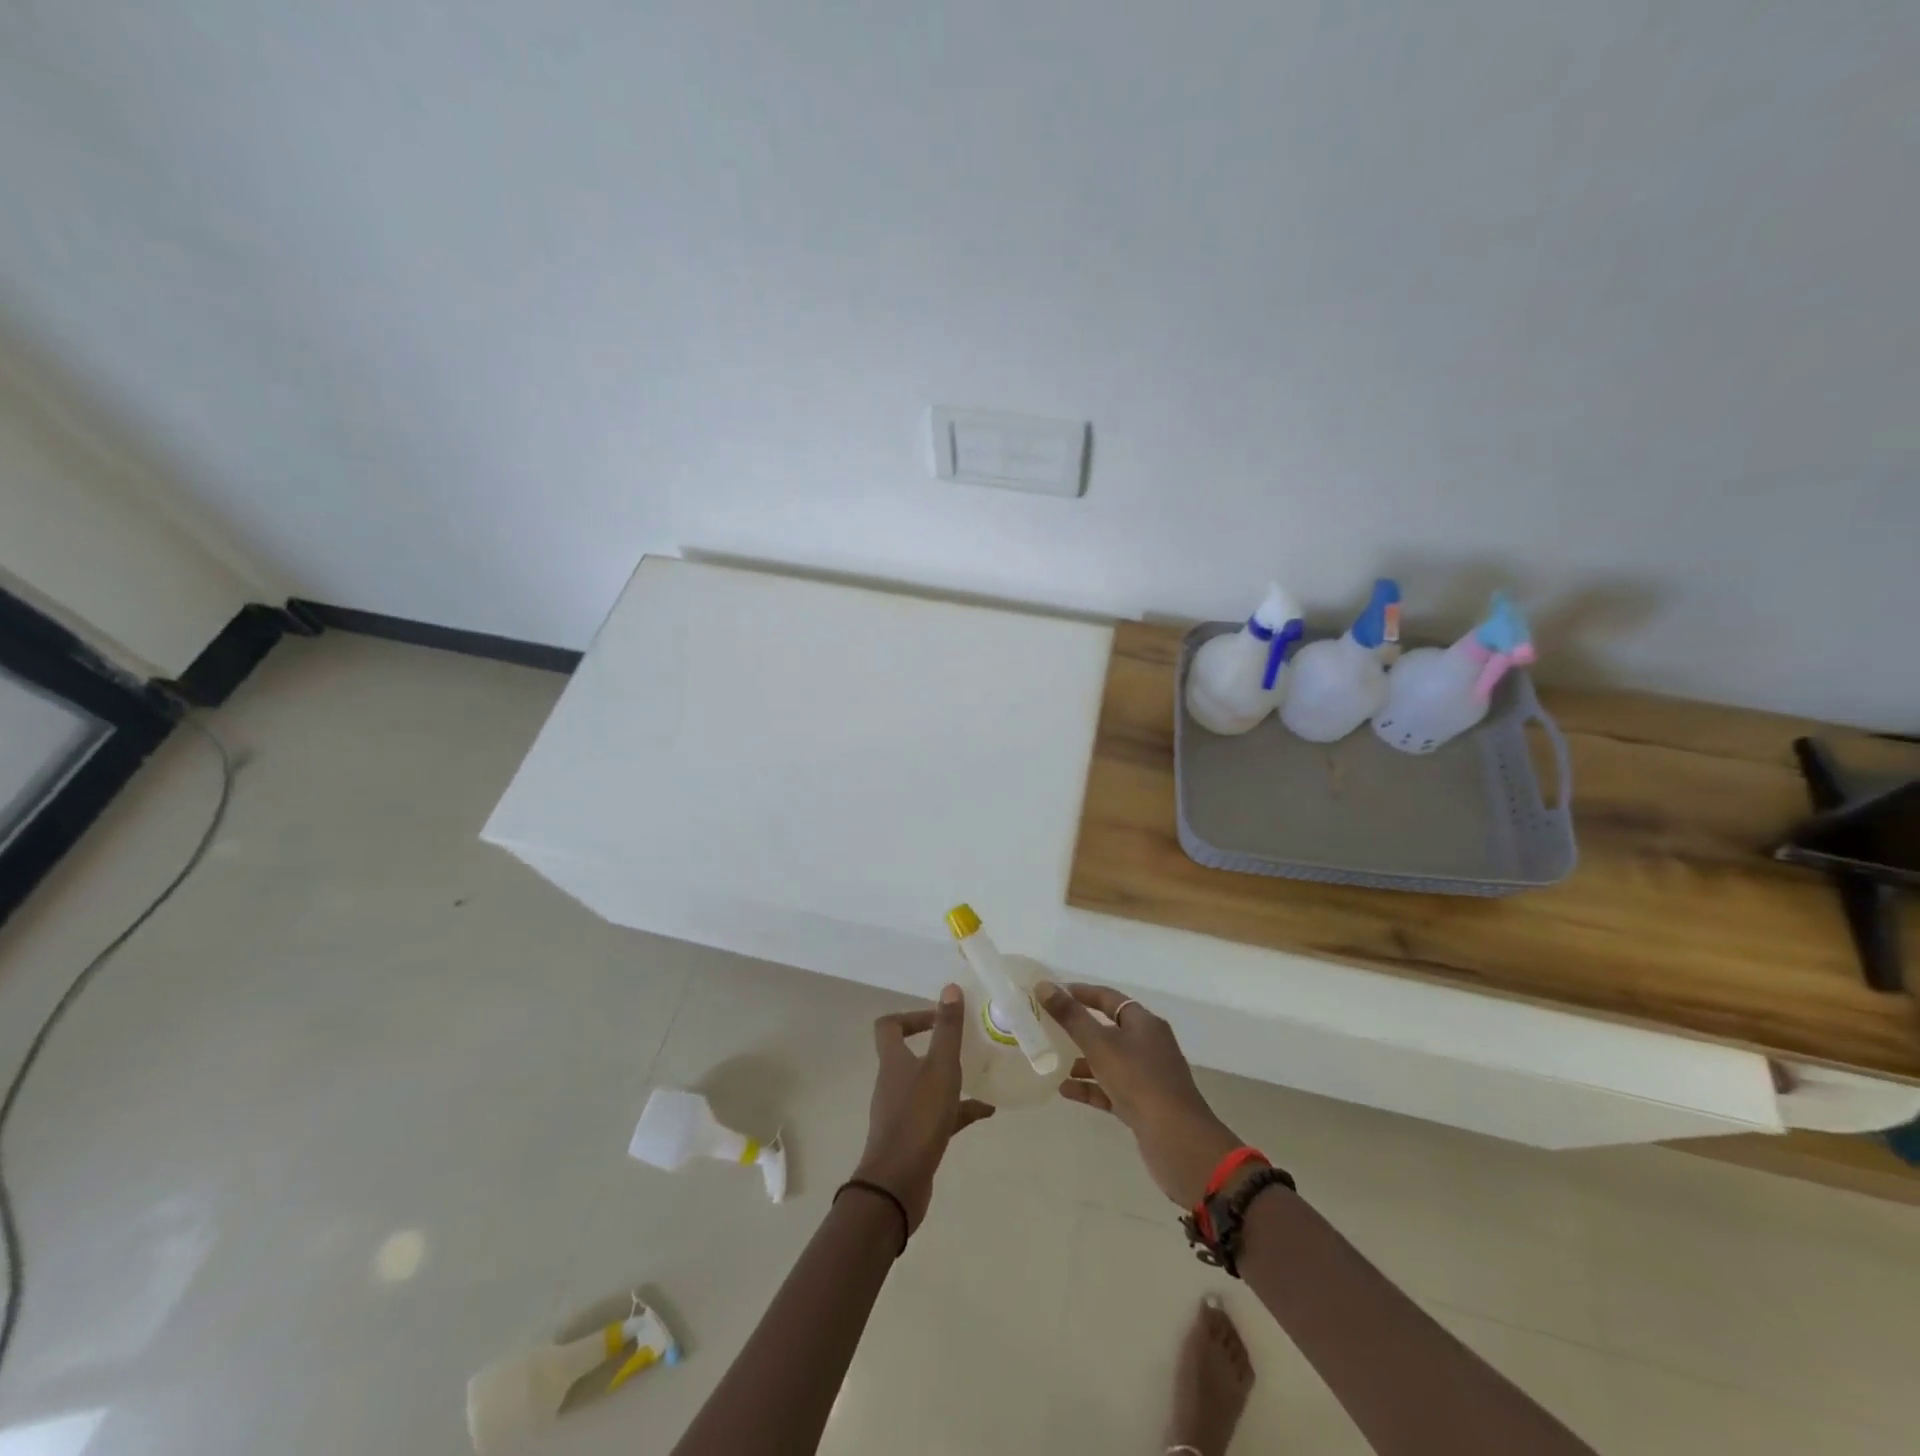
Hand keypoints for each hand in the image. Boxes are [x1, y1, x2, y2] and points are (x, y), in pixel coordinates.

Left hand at [851, 985, 995, 1232]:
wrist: (896, 1185)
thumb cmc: (918, 1118)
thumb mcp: (940, 1068)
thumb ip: (948, 1030)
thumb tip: (950, 989)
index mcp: (894, 1061)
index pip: (889, 1026)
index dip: (911, 1016)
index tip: (939, 1018)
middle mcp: (894, 1082)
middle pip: (910, 1055)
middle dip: (938, 1047)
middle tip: (967, 1043)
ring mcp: (902, 1111)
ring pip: (928, 1085)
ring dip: (951, 1078)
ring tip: (983, 1073)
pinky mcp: (914, 1137)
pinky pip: (939, 1115)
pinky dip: (960, 1110)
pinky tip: (987, 1111)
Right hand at [1039, 981, 1244, 1206]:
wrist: (1178, 1141)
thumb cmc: (1139, 1081)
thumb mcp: (1100, 1045)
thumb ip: (1071, 1017)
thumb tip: (1044, 986)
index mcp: (1144, 1023)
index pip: (1108, 998)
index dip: (1081, 993)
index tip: (1052, 994)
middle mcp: (1148, 1044)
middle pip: (1109, 1028)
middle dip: (1079, 1028)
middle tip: (1048, 1027)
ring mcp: (1147, 1076)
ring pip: (1109, 1060)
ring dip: (1083, 1060)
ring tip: (1052, 1061)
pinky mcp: (1144, 1104)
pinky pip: (1111, 1088)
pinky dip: (1090, 1087)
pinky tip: (1065, 1090)